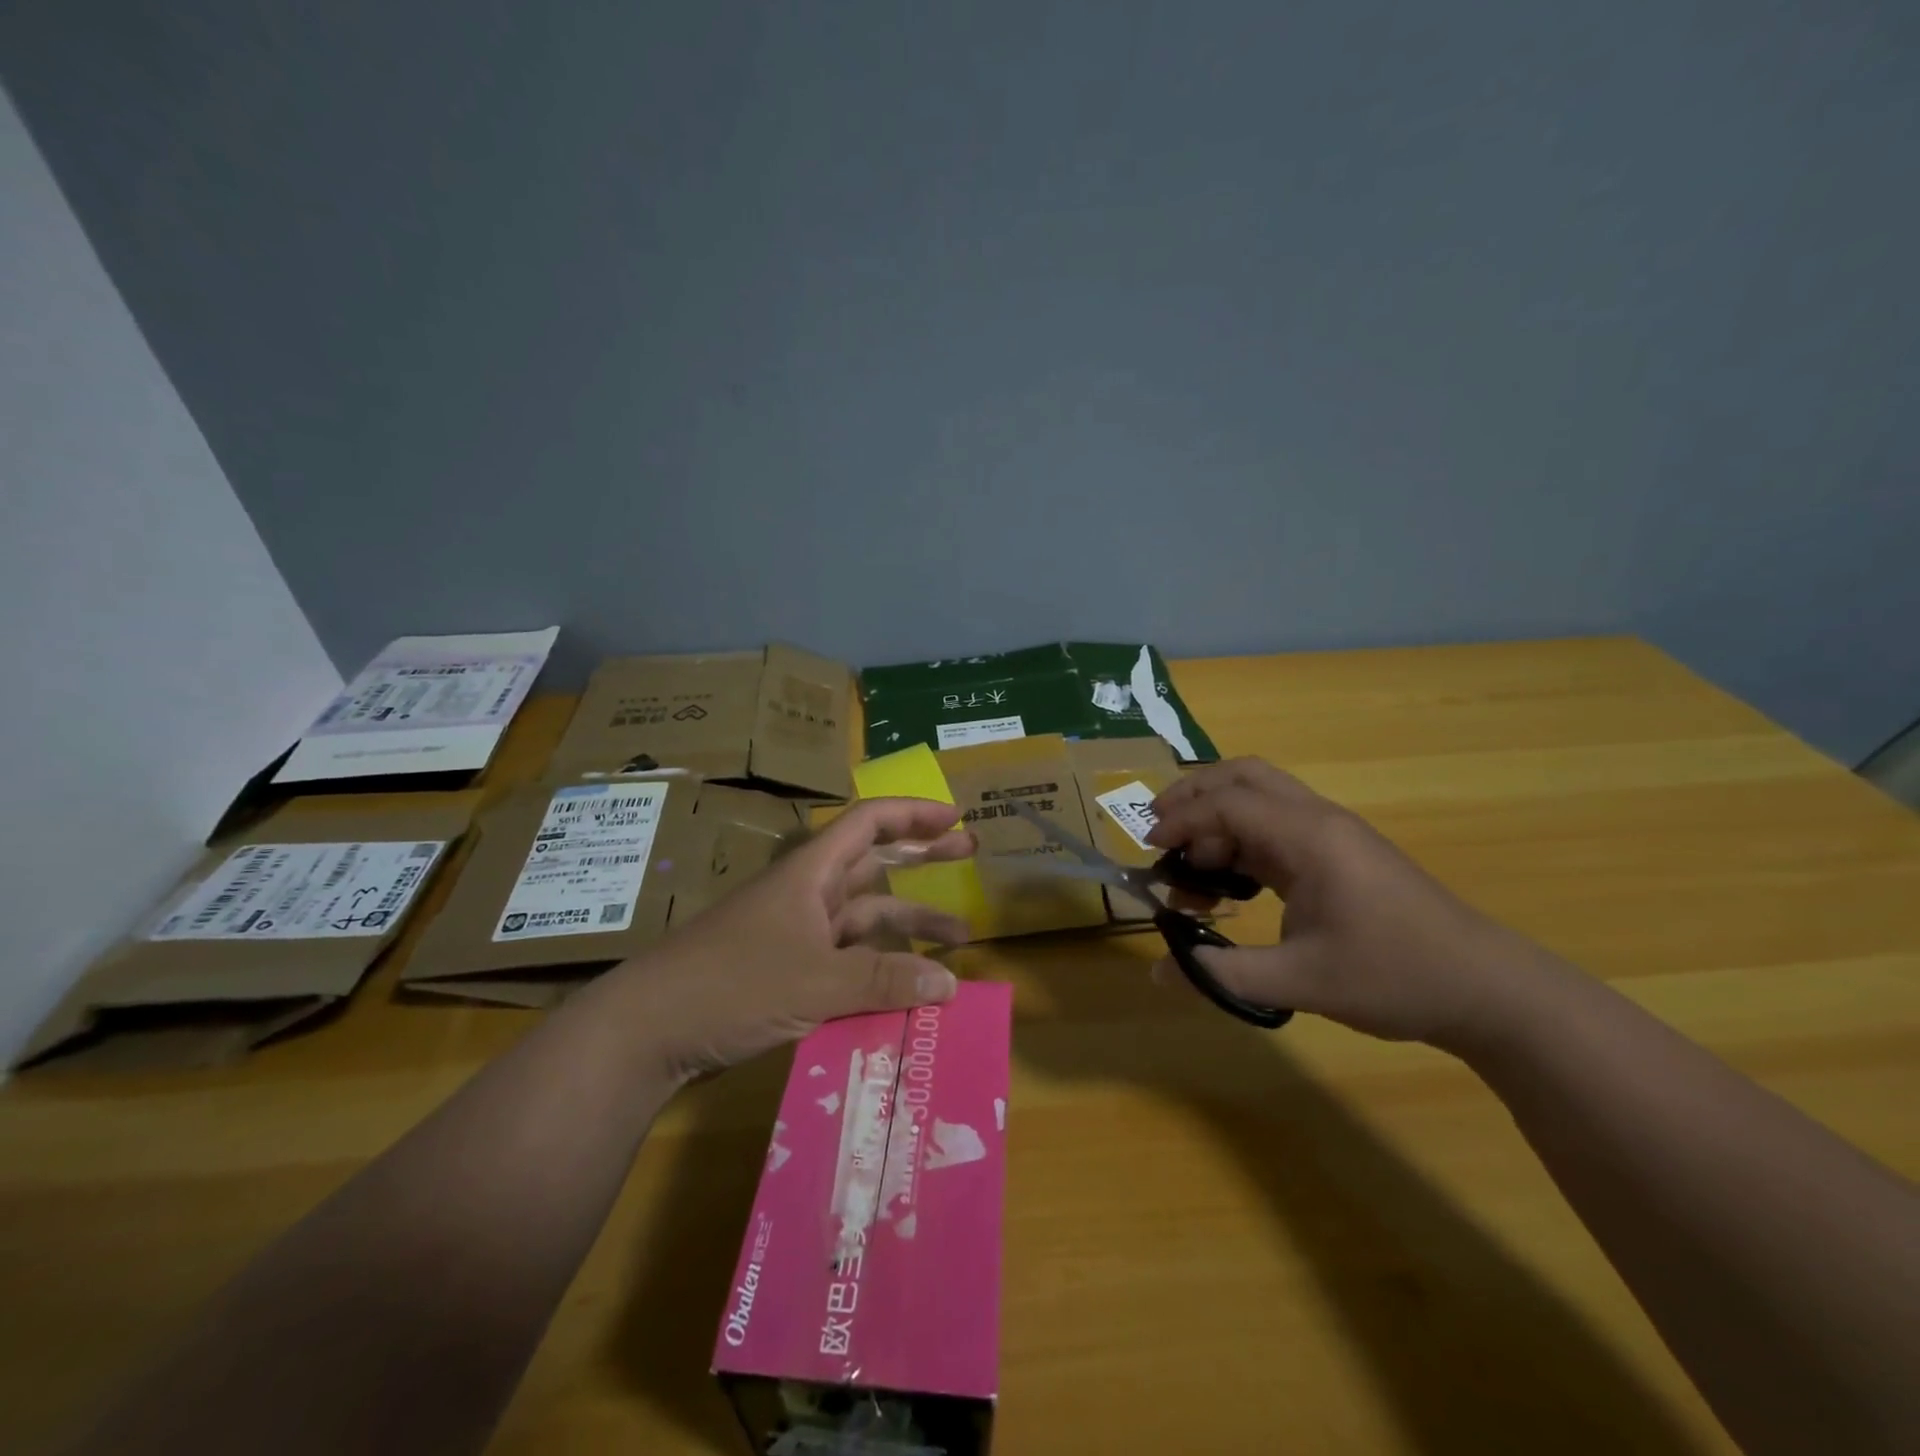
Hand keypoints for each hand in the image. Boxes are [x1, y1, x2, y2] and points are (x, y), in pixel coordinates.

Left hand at [617, 797, 974, 1079]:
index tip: (955, 818)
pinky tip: (906, 986)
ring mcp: (797, 933)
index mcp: (811, 872)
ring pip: (865, 917)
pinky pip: (847, 957)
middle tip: (970, 852)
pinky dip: (879, 965)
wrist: (648, 1030)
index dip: (913, 813)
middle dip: (923, 857)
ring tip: (960, 939)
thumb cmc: (731, 984)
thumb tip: (950, 983)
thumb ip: (884, 981)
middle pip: (874, 863)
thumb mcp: (815, 982)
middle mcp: (807, 894)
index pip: (869, 822)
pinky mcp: (788, 970)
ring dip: (909, 923)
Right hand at [1145, 758, 1547, 1049]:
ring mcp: (1331, 835)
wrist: (1487, 990)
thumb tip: (1158, 971)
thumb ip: (1224, 973)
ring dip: (1217, 818)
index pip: (1228, 803)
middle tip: (1159, 831)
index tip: (1149, 850)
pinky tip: (1230, 882)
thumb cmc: (1395, 976)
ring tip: (1191, 866)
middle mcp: (1318, 820)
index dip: (1181, 819)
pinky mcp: (1338, 855)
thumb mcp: (1301, 981)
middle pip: (1244, 776)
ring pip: (1261, 797)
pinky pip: (1275, 826)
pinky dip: (1240, 839)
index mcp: (1309, 836)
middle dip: (1194, 795)